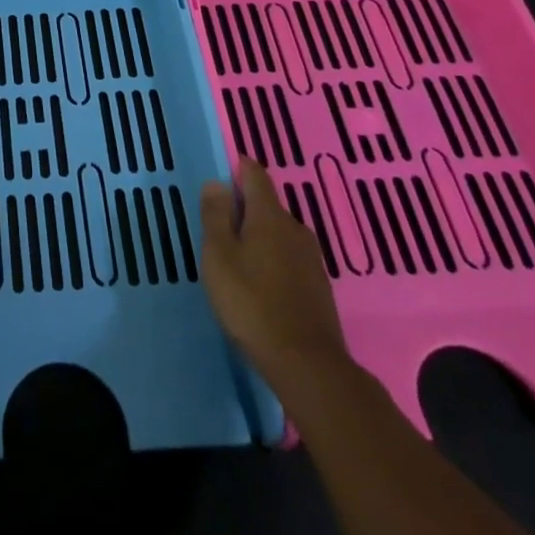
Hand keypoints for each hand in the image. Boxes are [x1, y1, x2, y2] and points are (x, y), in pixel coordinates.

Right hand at [199, 158, 350, 401]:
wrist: (307, 366)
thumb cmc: (252, 303)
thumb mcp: (219, 256)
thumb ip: (216, 216)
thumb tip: (217, 182)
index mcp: (269, 215)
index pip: (255, 174)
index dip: (237, 168)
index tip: (220, 176)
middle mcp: (295, 228)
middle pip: (267, 205)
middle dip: (244, 209)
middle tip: (219, 228)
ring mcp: (311, 258)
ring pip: (279, 234)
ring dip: (258, 238)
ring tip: (236, 259)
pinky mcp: (319, 287)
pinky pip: (289, 258)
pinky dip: (273, 261)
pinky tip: (260, 284)